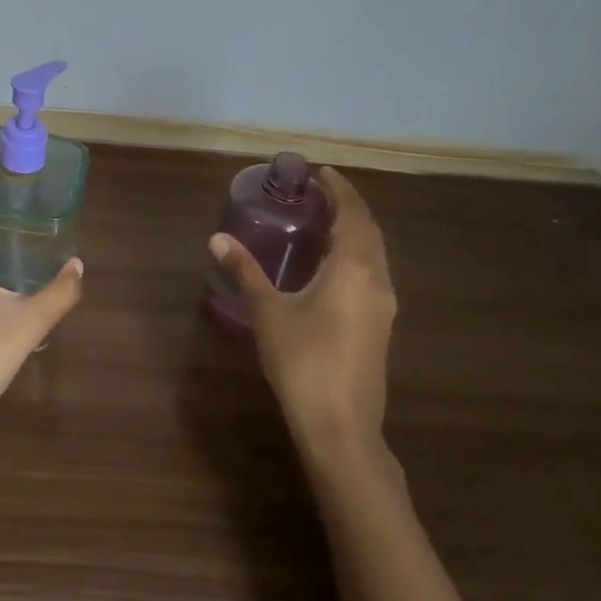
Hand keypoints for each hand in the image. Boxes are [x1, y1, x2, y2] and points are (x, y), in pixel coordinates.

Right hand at [209, 166, 394, 457]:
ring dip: (355, 230)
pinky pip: (373, 272)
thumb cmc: (304, 362)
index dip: (340, 189)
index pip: (353, 214)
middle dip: (348, 206)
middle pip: (369, 230)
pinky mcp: (381, 326)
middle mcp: (377, 279)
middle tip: (318, 193)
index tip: (320, 172)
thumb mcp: (268, 313)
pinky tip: (332, 265)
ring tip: (323, 221)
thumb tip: (217, 239)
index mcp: (354, 268)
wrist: (342, 429)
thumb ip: (245, 271)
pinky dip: (357, 253)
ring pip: (375, 253)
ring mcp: (384, 305)